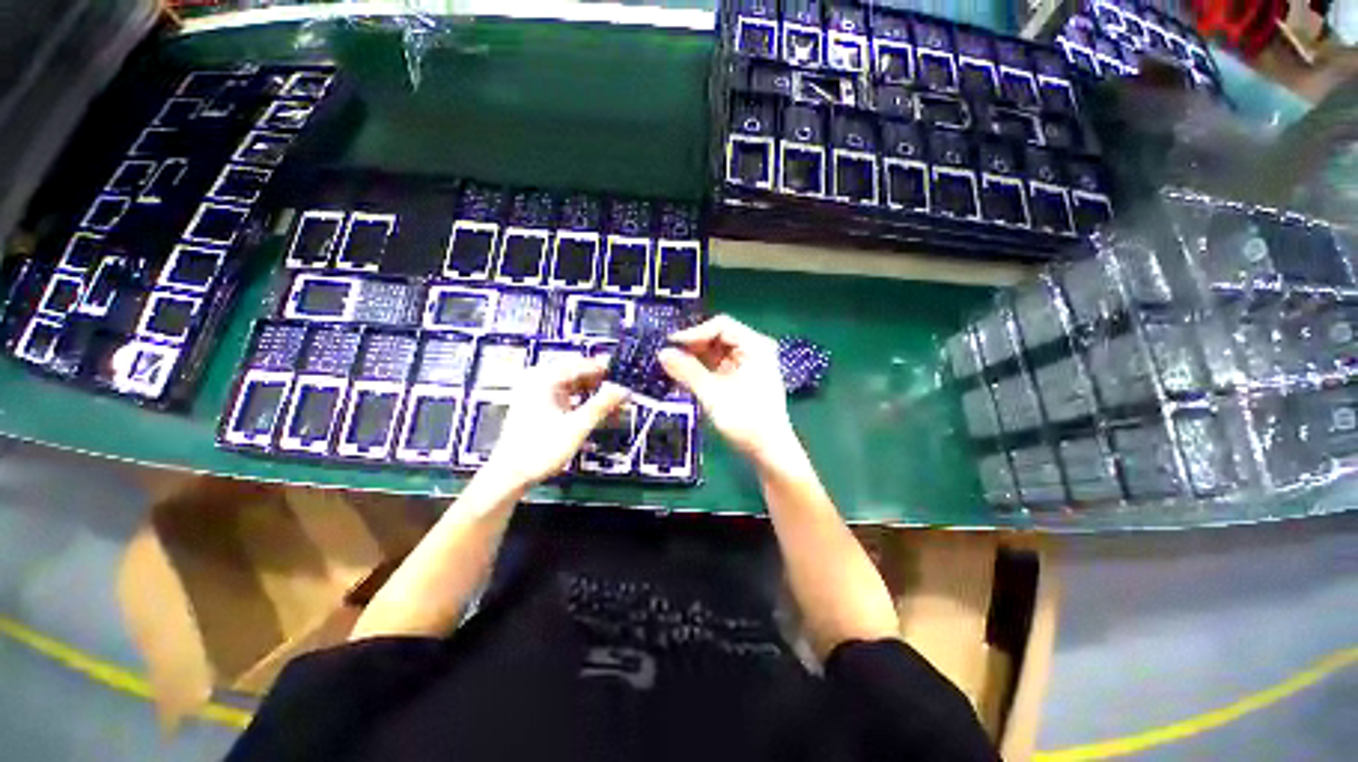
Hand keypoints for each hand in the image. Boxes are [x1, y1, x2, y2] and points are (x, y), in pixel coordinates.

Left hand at [483, 356, 629, 488]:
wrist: (510, 475)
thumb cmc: (539, 450)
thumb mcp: (577, 427)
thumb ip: (602, 405)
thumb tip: (622, 390)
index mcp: (544, 379)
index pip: (582, 364)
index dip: (605, 370)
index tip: (623, 376)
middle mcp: (538, 380)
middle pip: (577, 374)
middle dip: (600, 384)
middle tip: (620, 393)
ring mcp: (536, 393)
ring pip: (573, 386)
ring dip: (592, 395)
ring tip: (611, 406)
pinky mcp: (537, 406)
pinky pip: (565, 397)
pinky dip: (581, 403)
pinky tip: (594, 414)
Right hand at [659, 315, 797, 462]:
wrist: (768, 452)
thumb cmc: (746, 420)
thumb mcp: (713, 394)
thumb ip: (687, 371)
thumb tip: (662, 353)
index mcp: (755, 346)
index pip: (721, 326)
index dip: (694, 333)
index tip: (670, 344)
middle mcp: (753, 350)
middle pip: (717, 338)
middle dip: (693, 346)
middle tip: (667, 356)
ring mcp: (747, 366)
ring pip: (715, 353)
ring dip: (694, 359)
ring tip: (670, 367)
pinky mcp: (740, 380)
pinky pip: (717, 367)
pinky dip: (701, 371)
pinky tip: (683, 378)